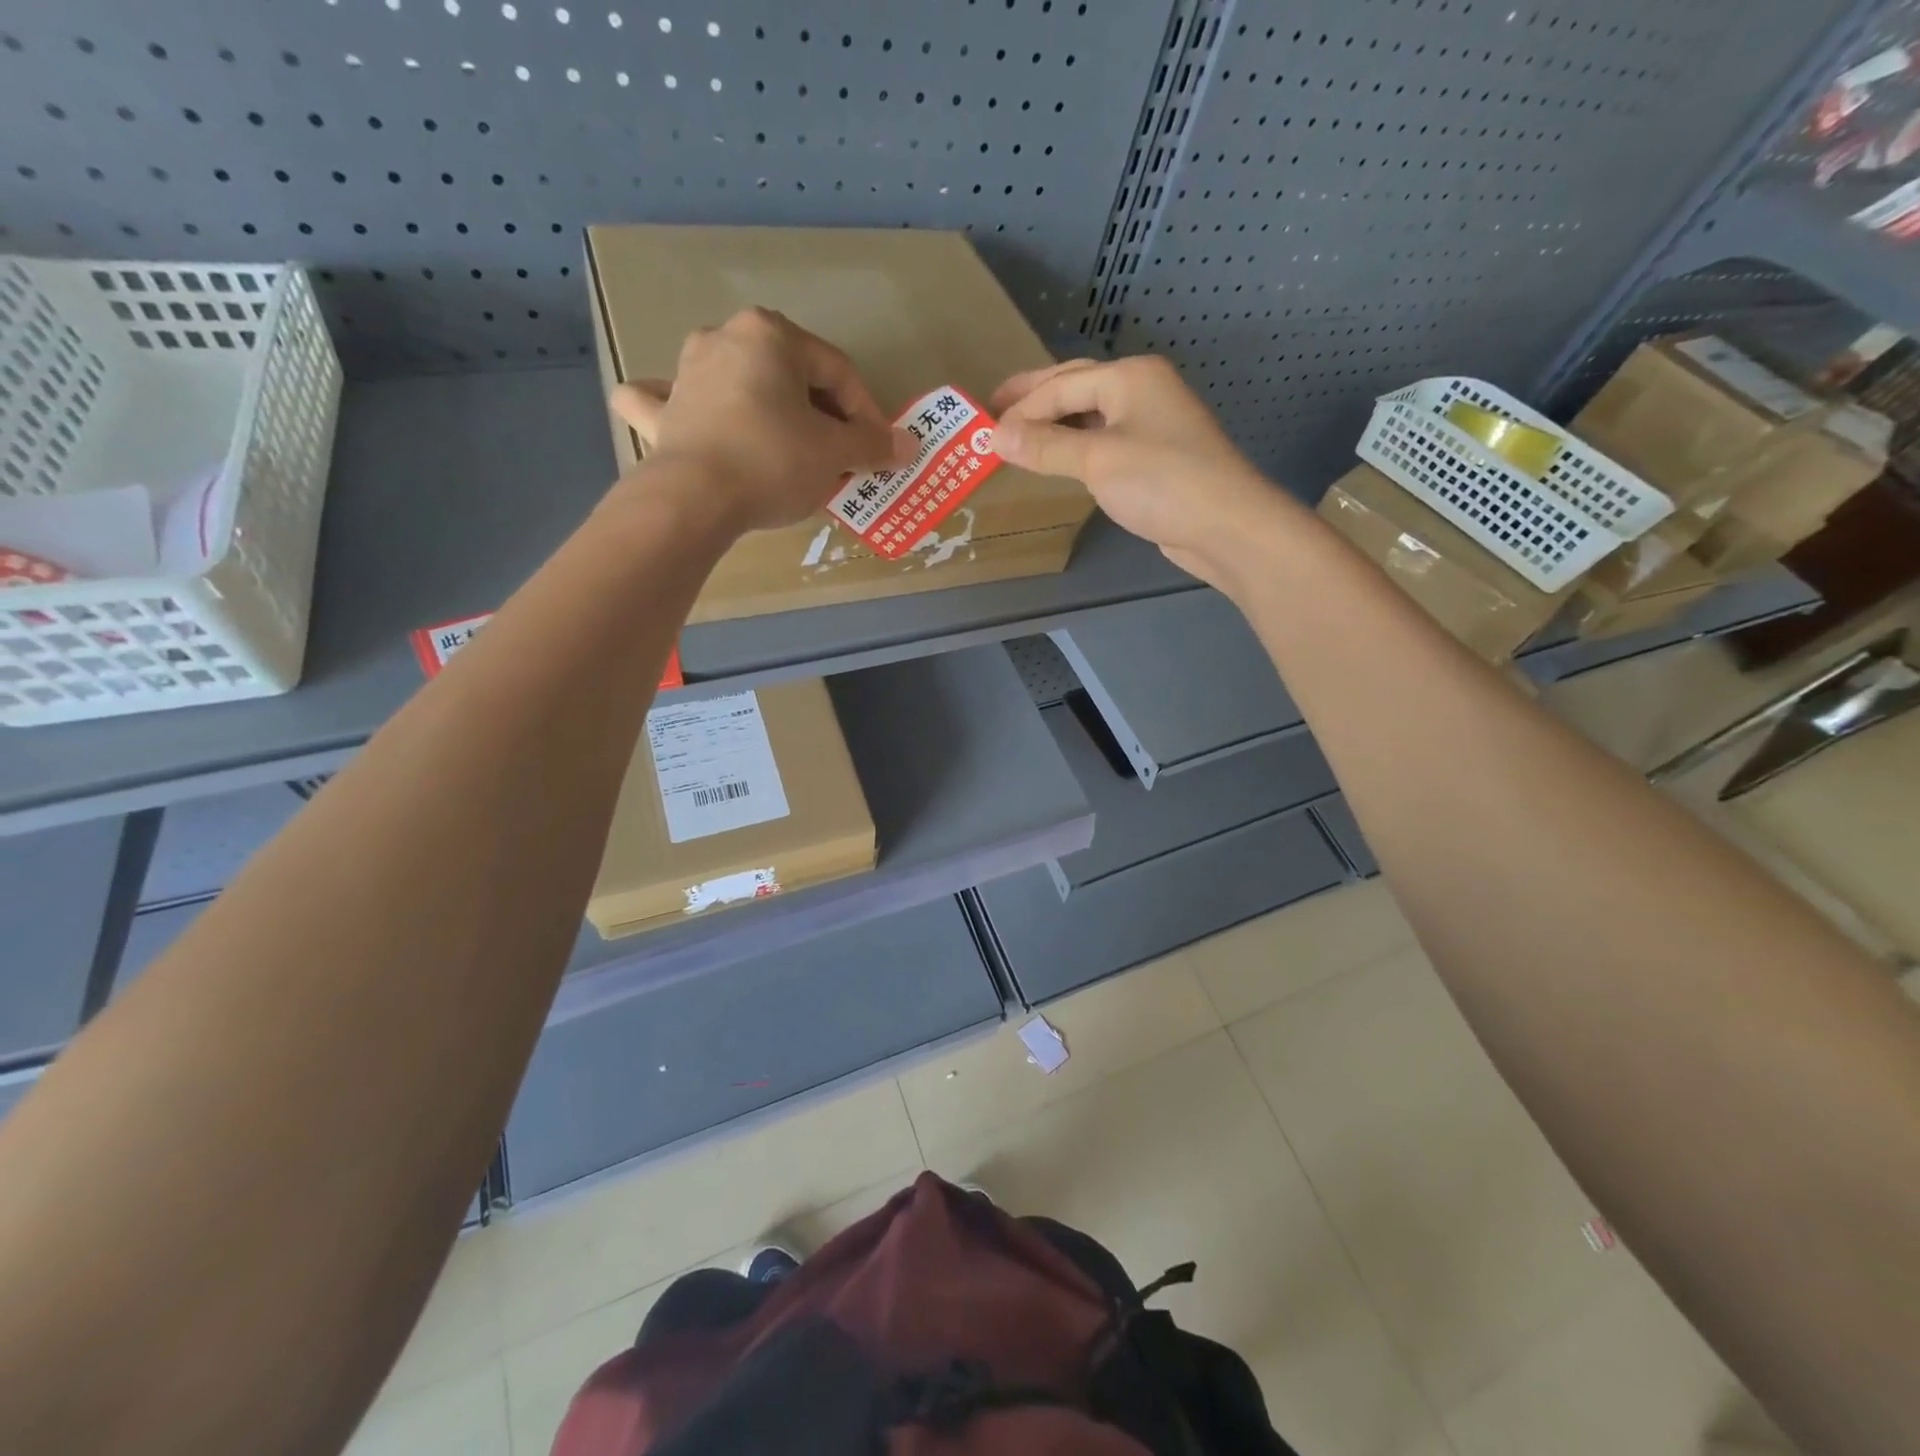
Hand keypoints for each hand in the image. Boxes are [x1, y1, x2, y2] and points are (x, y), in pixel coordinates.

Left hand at [609, 307, 912, 533]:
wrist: (694, 499)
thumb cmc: (773, 461)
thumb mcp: (834, 453)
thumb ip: (873, 444)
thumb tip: (910, 445)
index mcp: (772, 335)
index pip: (837, 372)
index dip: (866, 414)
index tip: (878, 451)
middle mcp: (725, 339)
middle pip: (791, 377)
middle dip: (820, 416)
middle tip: (840, 456)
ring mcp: (685, 373)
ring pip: (738, 383)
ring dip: (765, 408)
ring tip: (786, 444)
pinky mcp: (662, 413)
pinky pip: (671, 401)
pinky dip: (679, 406)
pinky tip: (677, 408)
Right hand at [990, 356, 1297, 589]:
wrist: (1225, 525)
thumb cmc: (1161, 482)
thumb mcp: (1097, 460)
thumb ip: (1045, 446)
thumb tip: (995, 435)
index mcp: (1129, 377)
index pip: (1062, 384)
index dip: (1021, 406)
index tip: (984, 427)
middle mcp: (1141, 391)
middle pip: (1076, 388)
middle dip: (1035, 399)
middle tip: (994, 410)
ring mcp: (1151, 424)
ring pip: (1091, 416)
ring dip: (1055, 424)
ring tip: (1019, 436)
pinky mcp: (1155, 457)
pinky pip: (1104, 441)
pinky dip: (1076, 446)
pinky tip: (1059, 459)